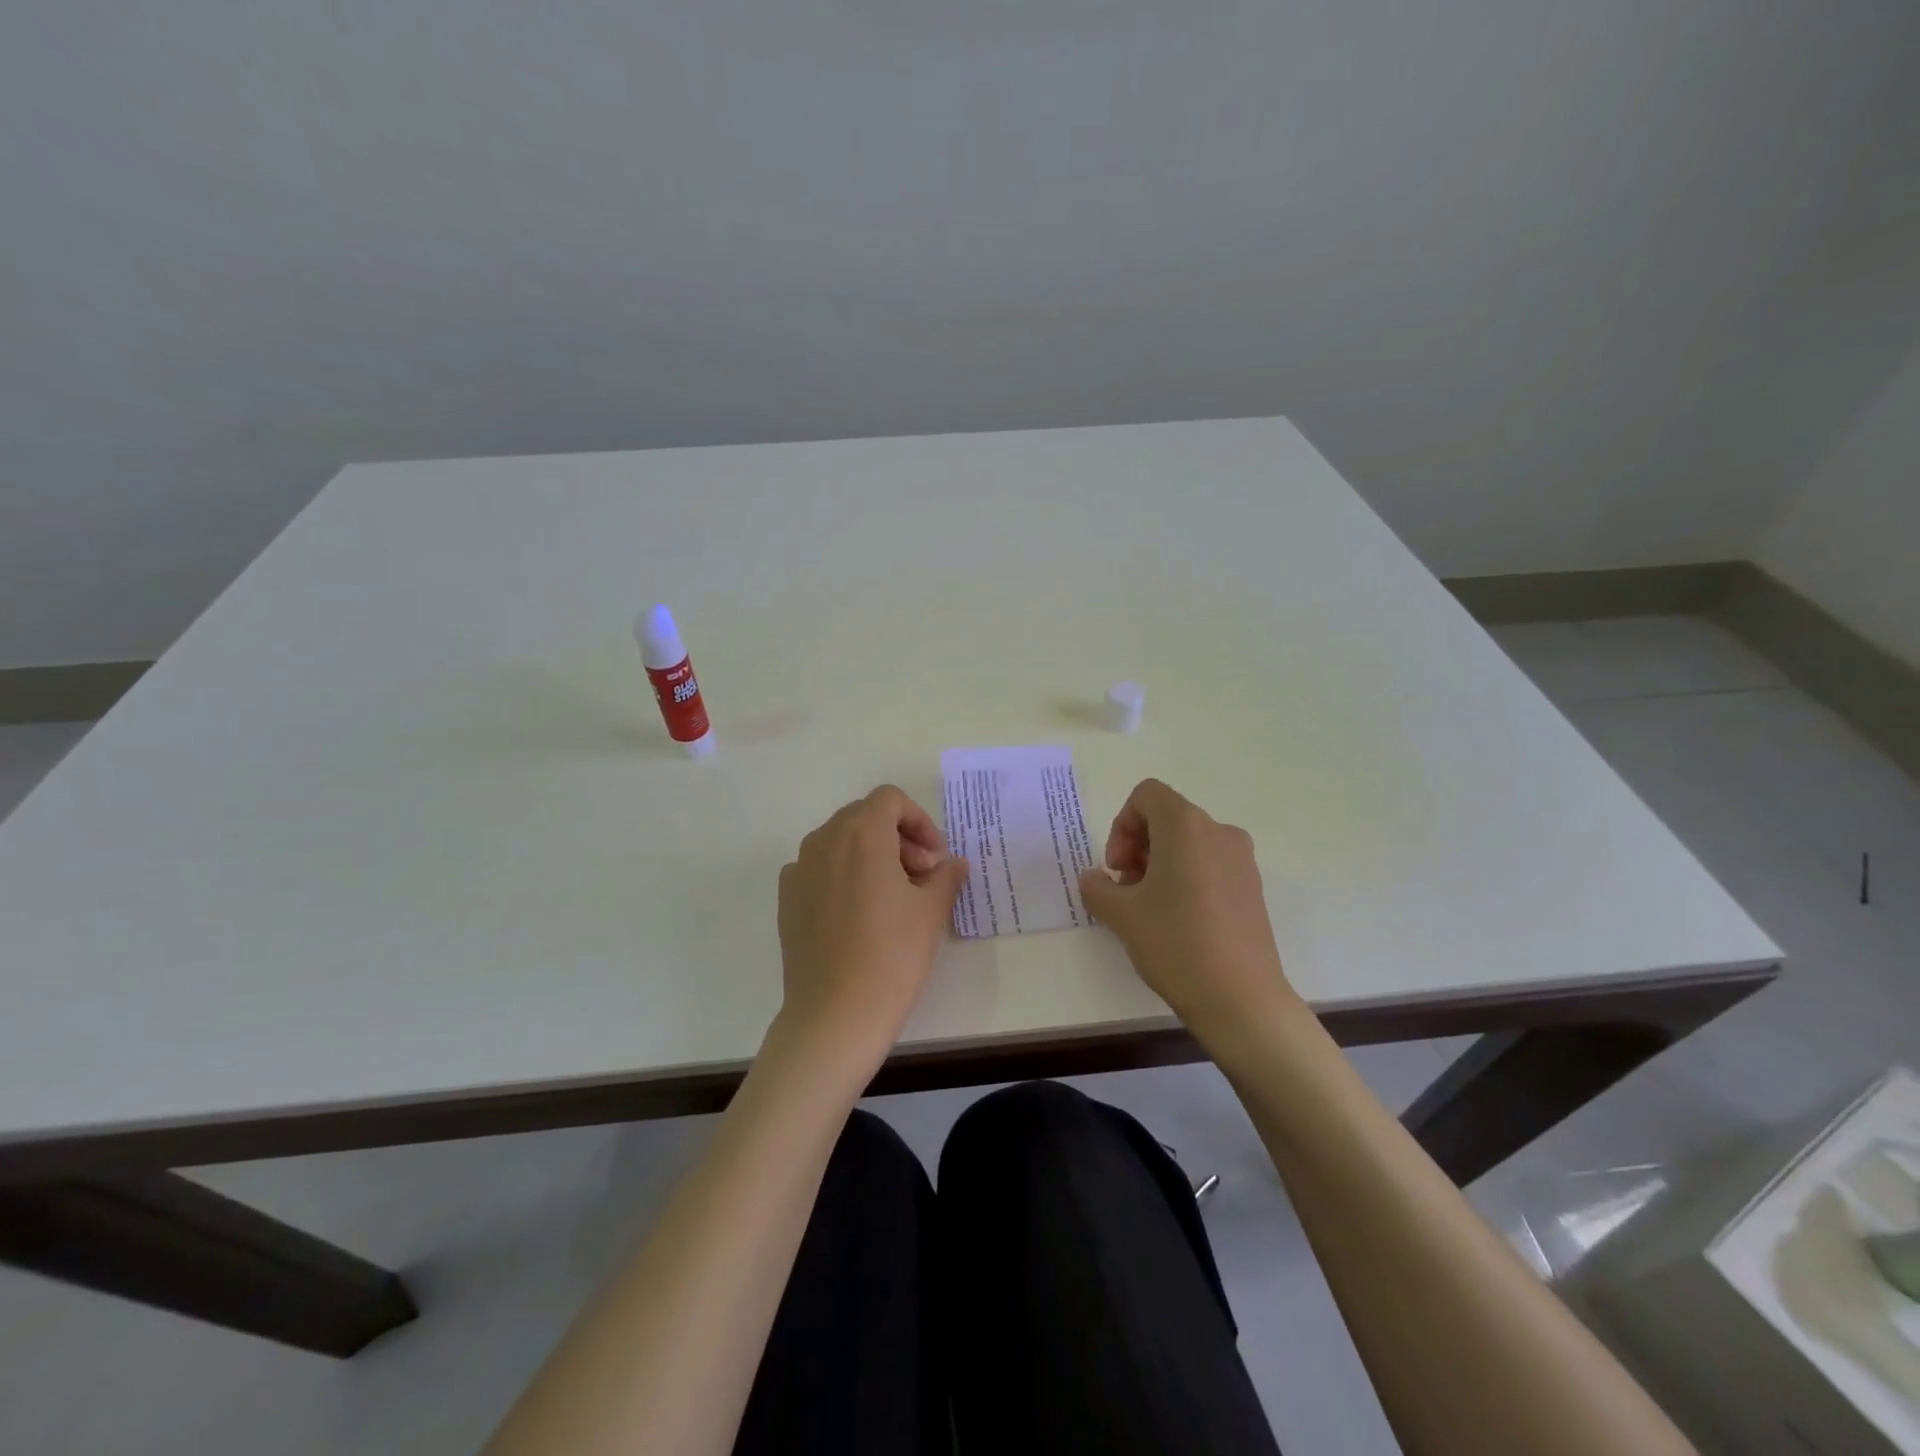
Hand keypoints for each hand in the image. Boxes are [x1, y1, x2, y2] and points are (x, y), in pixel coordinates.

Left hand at [775, 785, 967, 1067]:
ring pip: (841, 841)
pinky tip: (860, 913)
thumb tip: (953, 863)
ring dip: (872, 853)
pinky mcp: (787, 898)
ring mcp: (799, 869)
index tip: (935, 858)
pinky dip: (844, 874)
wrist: (835, 1015)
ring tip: (894, 895)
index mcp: (860, 833)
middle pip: (864, 816)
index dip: (919, 821)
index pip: (890, 799)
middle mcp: (823, 840)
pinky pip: (820, 868)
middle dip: (898, 836)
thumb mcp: (931, 911)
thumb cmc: (892, 956)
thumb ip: (946, 875)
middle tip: (922, 875)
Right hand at [1078, 779, 1297, 1042]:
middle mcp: (1219, 832)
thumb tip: (1093, 879)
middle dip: (1138, 846)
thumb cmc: (1175, 944)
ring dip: (1160, 863)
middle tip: (1126, 889)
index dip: (1121, 825)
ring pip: (1189, 843)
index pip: (1147, 795)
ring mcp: (1242, 860)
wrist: (1241, 999)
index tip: (1118, 868)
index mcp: (1186, 825)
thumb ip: (1096, 887)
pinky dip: (1186, 878)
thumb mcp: (1121, 915)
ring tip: (1149, 908)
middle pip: (1167, 817)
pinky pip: (1210, 864)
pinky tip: (1178, 921)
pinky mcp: (1252, 887)